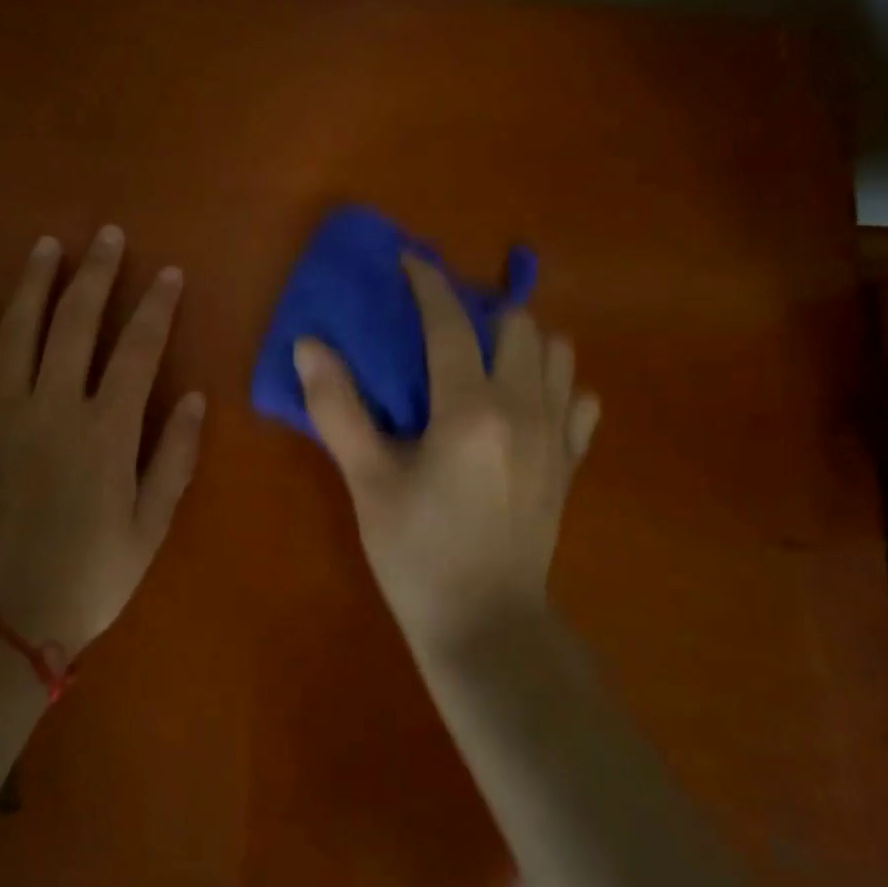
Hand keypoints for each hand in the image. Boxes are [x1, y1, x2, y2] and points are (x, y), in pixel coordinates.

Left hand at [0, 226, 204, 656]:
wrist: (1, 621)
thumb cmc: (89, 576)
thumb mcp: (150, 526)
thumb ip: (174, 457)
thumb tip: (196, 397)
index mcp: (106, 431)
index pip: (138, 349)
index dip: (155, 306)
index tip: (168, 272)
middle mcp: (53, 407)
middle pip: (76, 323)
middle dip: (96, 274)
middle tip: (107, 235)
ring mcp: (1, 414)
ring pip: (17, 332)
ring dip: (34, 283)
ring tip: (47, 246)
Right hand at [294, 256, 599, 651]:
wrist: (486, 626)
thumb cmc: (416, 552)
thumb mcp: (366, 480)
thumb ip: (337, 407)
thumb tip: (309, 344)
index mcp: (470, 409)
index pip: (450, 322)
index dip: (428, 283)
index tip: (409, 260)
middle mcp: (524, 408)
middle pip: (517, 324)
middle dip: (479, 309)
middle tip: (441, 323)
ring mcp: (557, 435)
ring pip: (556, 352)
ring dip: (521, 340)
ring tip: (483, 357)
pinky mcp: (570, 461)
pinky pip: (579, 398)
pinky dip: (554, 383)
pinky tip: (524, 401)